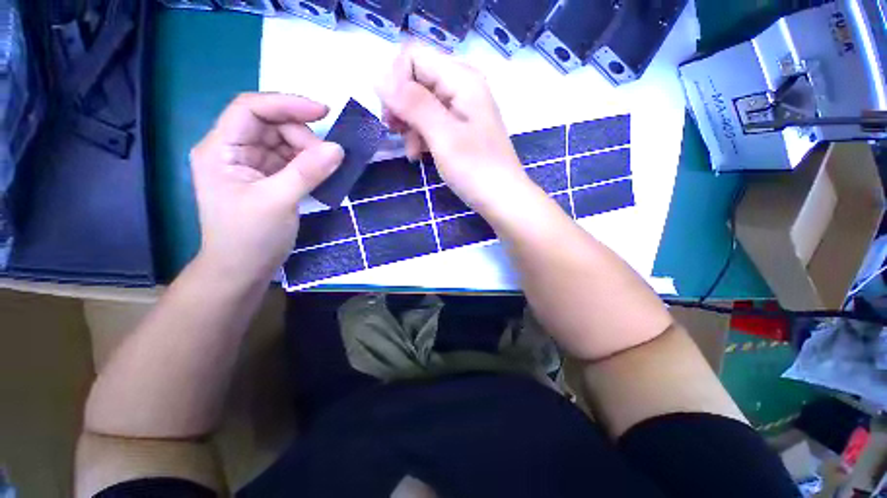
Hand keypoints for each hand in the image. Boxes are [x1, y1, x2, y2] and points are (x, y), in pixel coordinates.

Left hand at [190, 93, 343, 282]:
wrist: (243, 270)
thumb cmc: (249, 238)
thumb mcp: (278, 202)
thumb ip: (307, 172)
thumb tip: (338, 149)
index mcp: (220, 149)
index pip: (250, 108)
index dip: (287, 104)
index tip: (324, 112)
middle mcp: (233, 150)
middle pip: (271, 124)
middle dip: (301, 136)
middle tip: (326, 159)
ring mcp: (251, 165)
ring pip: (284, 142)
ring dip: (308, 151)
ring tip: (324, 170)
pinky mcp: (267, 179)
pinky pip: (291, 161)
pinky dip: (309, 164)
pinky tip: (321, 174)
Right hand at [376, 44, 528, 213]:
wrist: (503, 199)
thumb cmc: (476, 170)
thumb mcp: (443, 136)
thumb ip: (413, 104)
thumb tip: (379, 77)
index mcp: (461, 79)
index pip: (413, 56)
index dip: (395, 81)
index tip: (392, 115)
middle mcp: (462, 86)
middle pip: (416, 78)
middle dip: (401, 105)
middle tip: (395, 131)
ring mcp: (462, 109)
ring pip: (421, 102)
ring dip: (409, 124)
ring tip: (410, 151)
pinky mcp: (460, 129)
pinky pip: (432, 121)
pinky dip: (421, 135)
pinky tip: (418, 154)